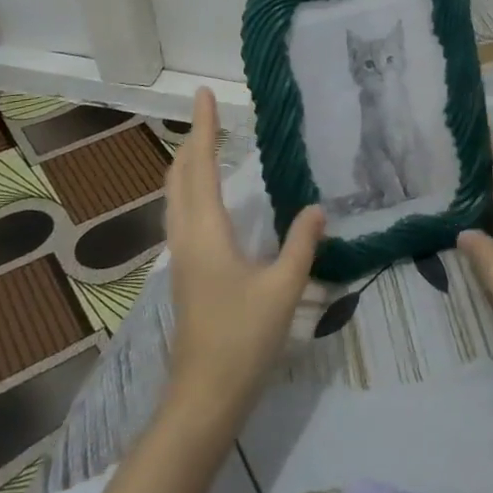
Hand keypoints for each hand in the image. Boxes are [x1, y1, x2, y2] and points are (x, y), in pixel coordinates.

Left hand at [163, 89, 325, 415]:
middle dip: (192, 141)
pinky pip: (182, 215)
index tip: (204, 94)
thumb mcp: (283, 289)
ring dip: (188, 165)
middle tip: (209, 114)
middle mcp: (186, 237)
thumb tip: (316, 207)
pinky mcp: (185, 273)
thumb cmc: (242, 339)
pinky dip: (192, 190)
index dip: (204, 128)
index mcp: (206, 232)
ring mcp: (181, 257)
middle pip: (179, 177)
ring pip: (176, 197)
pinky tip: (212, 199)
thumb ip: (302, 244)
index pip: (201, 166)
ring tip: (209, 145)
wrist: (204, 398)